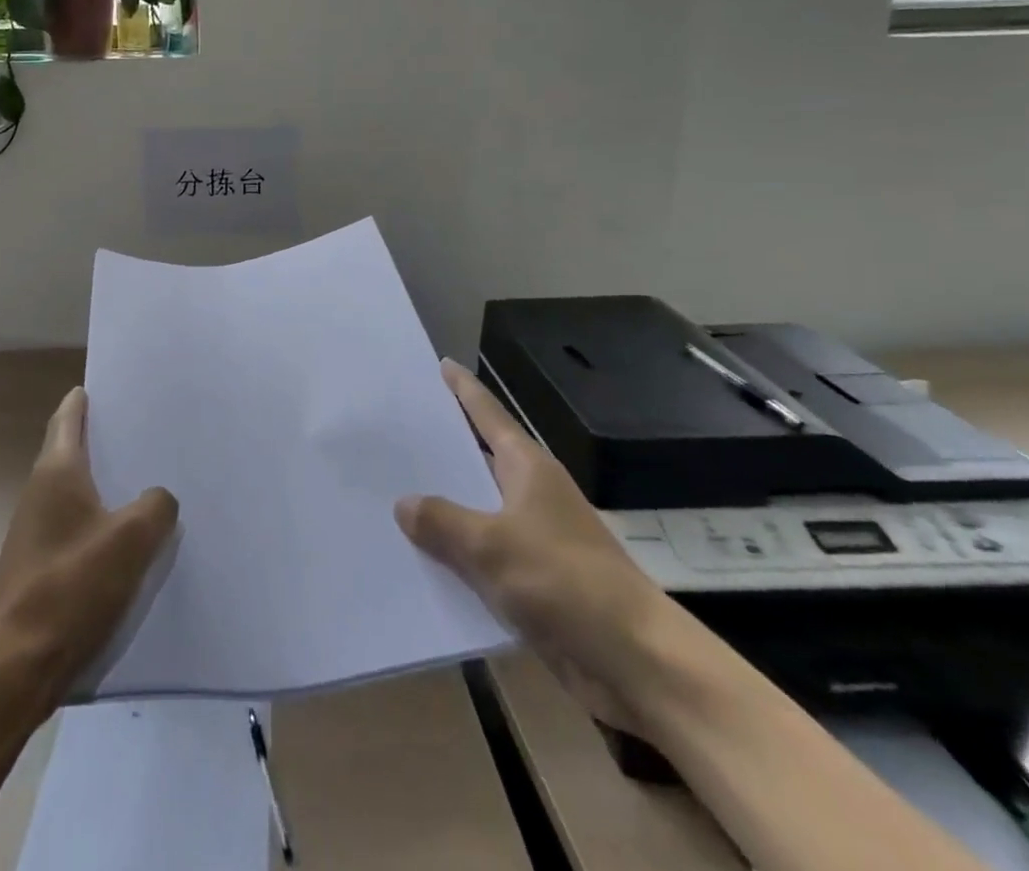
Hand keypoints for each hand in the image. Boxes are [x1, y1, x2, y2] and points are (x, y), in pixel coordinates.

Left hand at [0, 386, 178, 713]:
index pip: (68, 417)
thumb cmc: (68, 588)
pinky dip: (104, 522)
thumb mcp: (129, 541)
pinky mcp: (42, 567)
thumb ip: (154, 508)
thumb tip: (158, 498)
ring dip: (109, 484)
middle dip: (108, 439)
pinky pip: (79, 528)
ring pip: (79, 492)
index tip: (111, 384)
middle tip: (149, 430)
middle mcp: (41, 493)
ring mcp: (37, 531)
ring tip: (151, 480)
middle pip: (75, 451)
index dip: (85, 398)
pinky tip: (133, 540)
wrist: (13, 669)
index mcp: (56, 472)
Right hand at [395, 359, 672, 734]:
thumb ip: (442, 521)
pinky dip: (456, 556)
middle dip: (441, 450)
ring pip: (477, 512)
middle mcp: (532, 495)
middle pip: (479, 460)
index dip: (464, 390)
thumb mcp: (491, 545)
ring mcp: (535, 539)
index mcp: (528, 468)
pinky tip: (420, 561)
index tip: (441, 364)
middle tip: (394, 433)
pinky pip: (484, 558)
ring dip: (443, 509)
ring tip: (391, 495)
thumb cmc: (565, 582)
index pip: (488, 415)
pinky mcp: (536, 582)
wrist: (637, 663)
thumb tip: (404, 503)